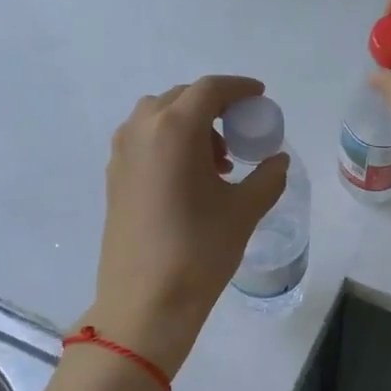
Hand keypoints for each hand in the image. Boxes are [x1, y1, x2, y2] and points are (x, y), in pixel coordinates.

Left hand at [85, 76, 289, 377]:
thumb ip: (267, 177)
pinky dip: (169, 144)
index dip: (238, 88)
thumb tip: (277, 161)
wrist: (145, 301)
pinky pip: (144, 141)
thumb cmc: (199, 250)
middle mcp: (141, 130)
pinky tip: (189, 179)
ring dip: (190, 127)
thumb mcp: (244, 211)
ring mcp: (122, 154)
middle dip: (214, 109)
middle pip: (181, 99)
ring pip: (159, 119)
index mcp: (174, 129)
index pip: (210, 90)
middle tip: (240, 134)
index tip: (259, 98)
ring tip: (217, 163)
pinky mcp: (113, 177)